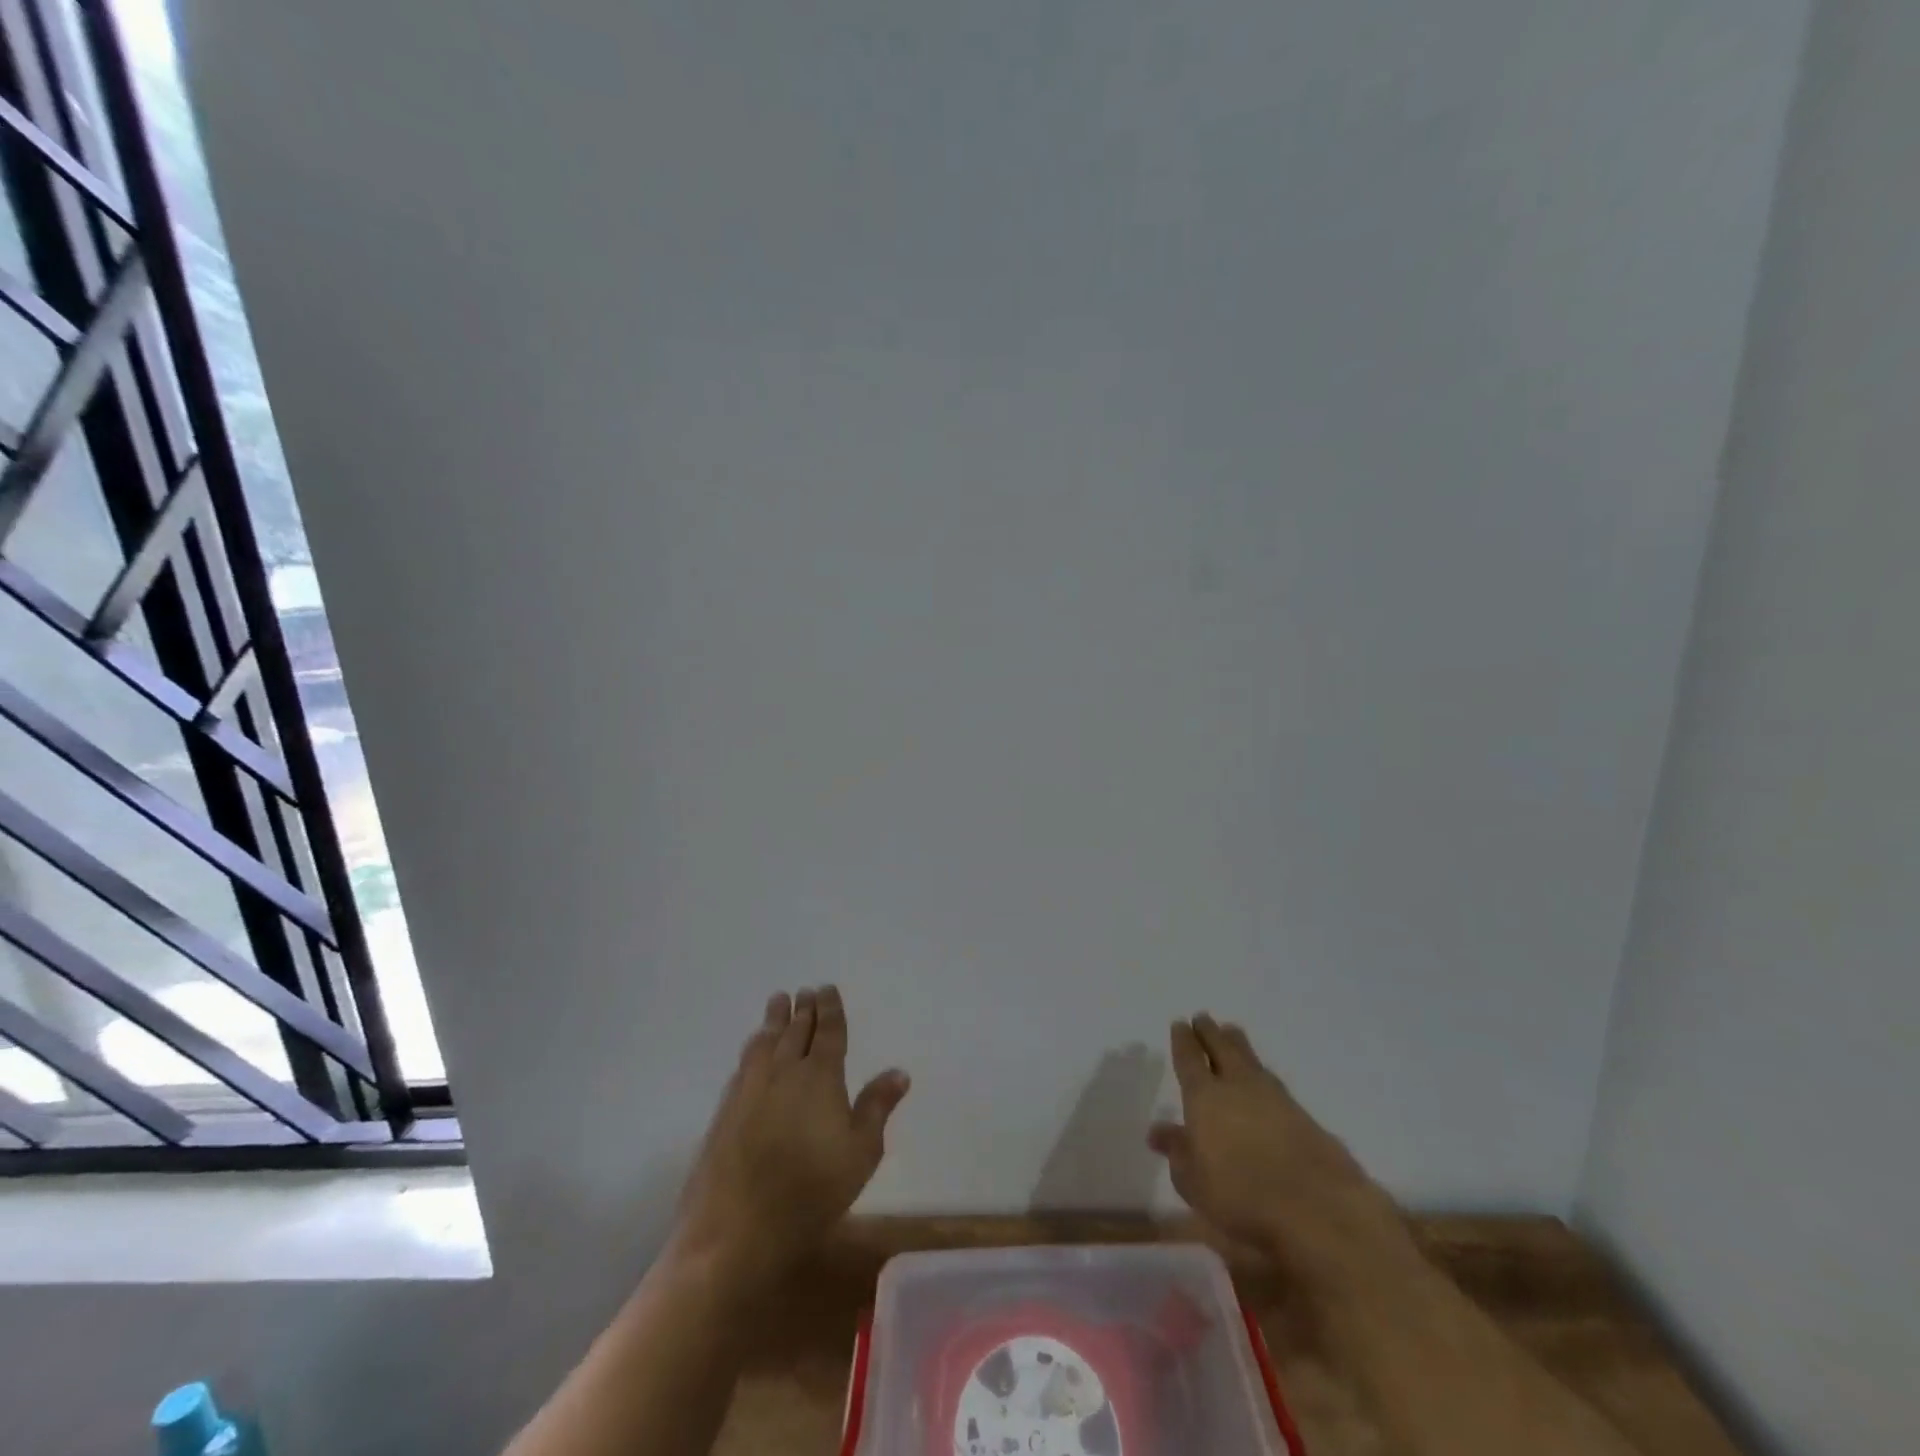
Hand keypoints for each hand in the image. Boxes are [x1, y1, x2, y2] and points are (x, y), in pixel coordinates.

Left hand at [670, 987, 909, 1283]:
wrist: (737, 1227)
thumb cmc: (811, 1191)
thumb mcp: (860, 1153)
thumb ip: (877, 1107)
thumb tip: (899, 1072)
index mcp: (820, 1075)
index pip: (828, 1032)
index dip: (829, 1009)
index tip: (827, 989)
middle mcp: (784, 1070)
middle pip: (795, 1030)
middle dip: (803, 1009)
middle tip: (805, 992)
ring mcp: (750, 1087)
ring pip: (765, 1040)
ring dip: (774, 1019)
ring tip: (778, 1002)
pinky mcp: (726, 1108)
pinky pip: (745, 1062)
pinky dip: (754, 1046)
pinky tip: (753, 1049)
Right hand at [1147, 1014, 1412, 1293]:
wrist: (1318, 1207)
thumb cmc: (1242, 1196)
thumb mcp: (1195, 1182)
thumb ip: (1177, 1152)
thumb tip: (1157, 1131)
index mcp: (1204, 1096)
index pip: (1189, 1059)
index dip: (1183, 1040)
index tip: (1180, 1023)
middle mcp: (1237, 1086)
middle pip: (1221, 1048)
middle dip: (1210, 1032)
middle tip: (1203, 1017)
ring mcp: (1273, 1096)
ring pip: (1249, 1058)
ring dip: (1237, 1043)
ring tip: (1231, 1031)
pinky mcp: (1302, 1113)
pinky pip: (1272, 1079)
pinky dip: (1260, 1070)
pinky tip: (1261, 1075)